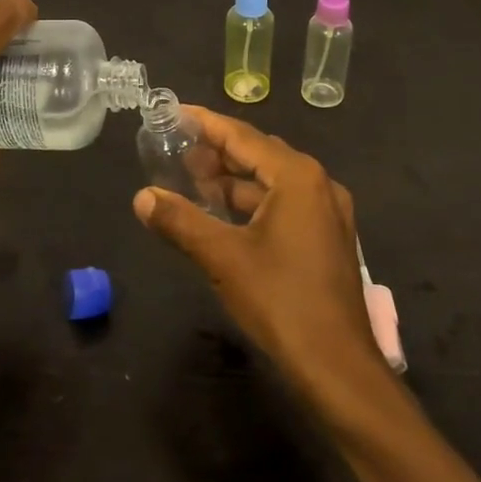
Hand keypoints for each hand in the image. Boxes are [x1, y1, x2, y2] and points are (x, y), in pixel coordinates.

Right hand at [134, 107, 382, 398]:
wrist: (338, 368)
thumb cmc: (281, 301)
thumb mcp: (222, 258)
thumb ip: (180, 221)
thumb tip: (142, 197)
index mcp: (298, 176)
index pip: (243, 136)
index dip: (206, 123)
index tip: (175, 112)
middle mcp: (318, 184)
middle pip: (259, 153)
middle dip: (218, 151)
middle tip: (176, 149)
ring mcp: (327, 212)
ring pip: (272, 181)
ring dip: (234, 179)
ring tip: (193, 180)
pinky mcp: (327, 238)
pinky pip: (284, 203)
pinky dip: (252, 202)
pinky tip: (223, 214)